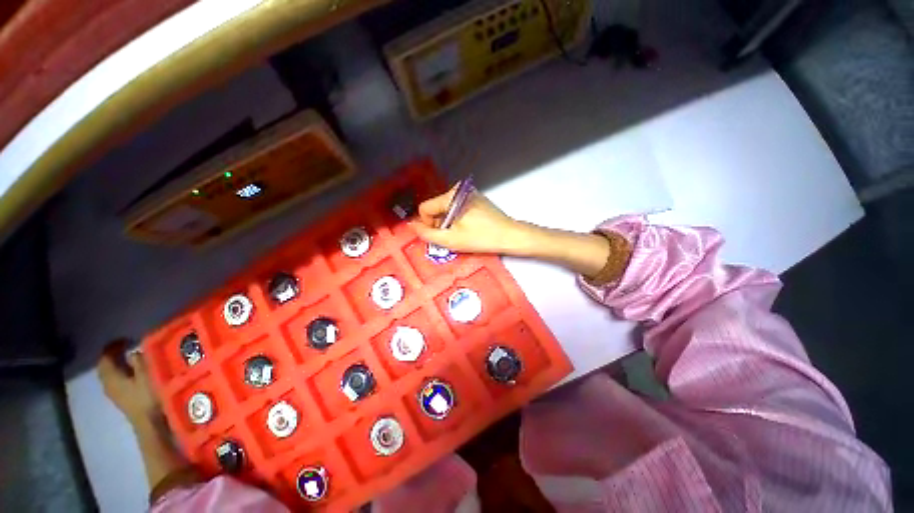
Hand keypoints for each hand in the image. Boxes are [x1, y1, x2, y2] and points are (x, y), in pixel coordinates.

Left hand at [98, 339, 160, 429]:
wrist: (150, 424)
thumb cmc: (148, 397)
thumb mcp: (148, 376)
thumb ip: (140, 362)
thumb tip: (134, 352)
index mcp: (111, 377)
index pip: (105, 358)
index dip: (113, 347)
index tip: (125, 339)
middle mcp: (108, 384)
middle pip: (106, 367)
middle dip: (113, 356)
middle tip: (127, 347)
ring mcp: (114, 394)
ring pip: (111, 376)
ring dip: (118, 366)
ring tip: (132, 360)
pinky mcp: (122, 400)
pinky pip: (117, 382)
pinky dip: (122, 374)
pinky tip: (134, 375)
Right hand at [409, 186, 536, 255]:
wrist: (509, 235)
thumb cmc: (480, 238)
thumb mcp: (450, 240)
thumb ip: (426, 233)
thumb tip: (412, 225)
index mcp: (451, 196)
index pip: (425, 208)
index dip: (428, 224)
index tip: (441, 235)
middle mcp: (459, 189)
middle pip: (436, 208)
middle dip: (440, 224)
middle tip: (453, 236)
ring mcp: (469, 193)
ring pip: (446, 209)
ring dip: (449, 223)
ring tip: (462, 233)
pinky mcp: (476, 198)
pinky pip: (458, 208)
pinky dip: (458, 219)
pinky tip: (469, 227)